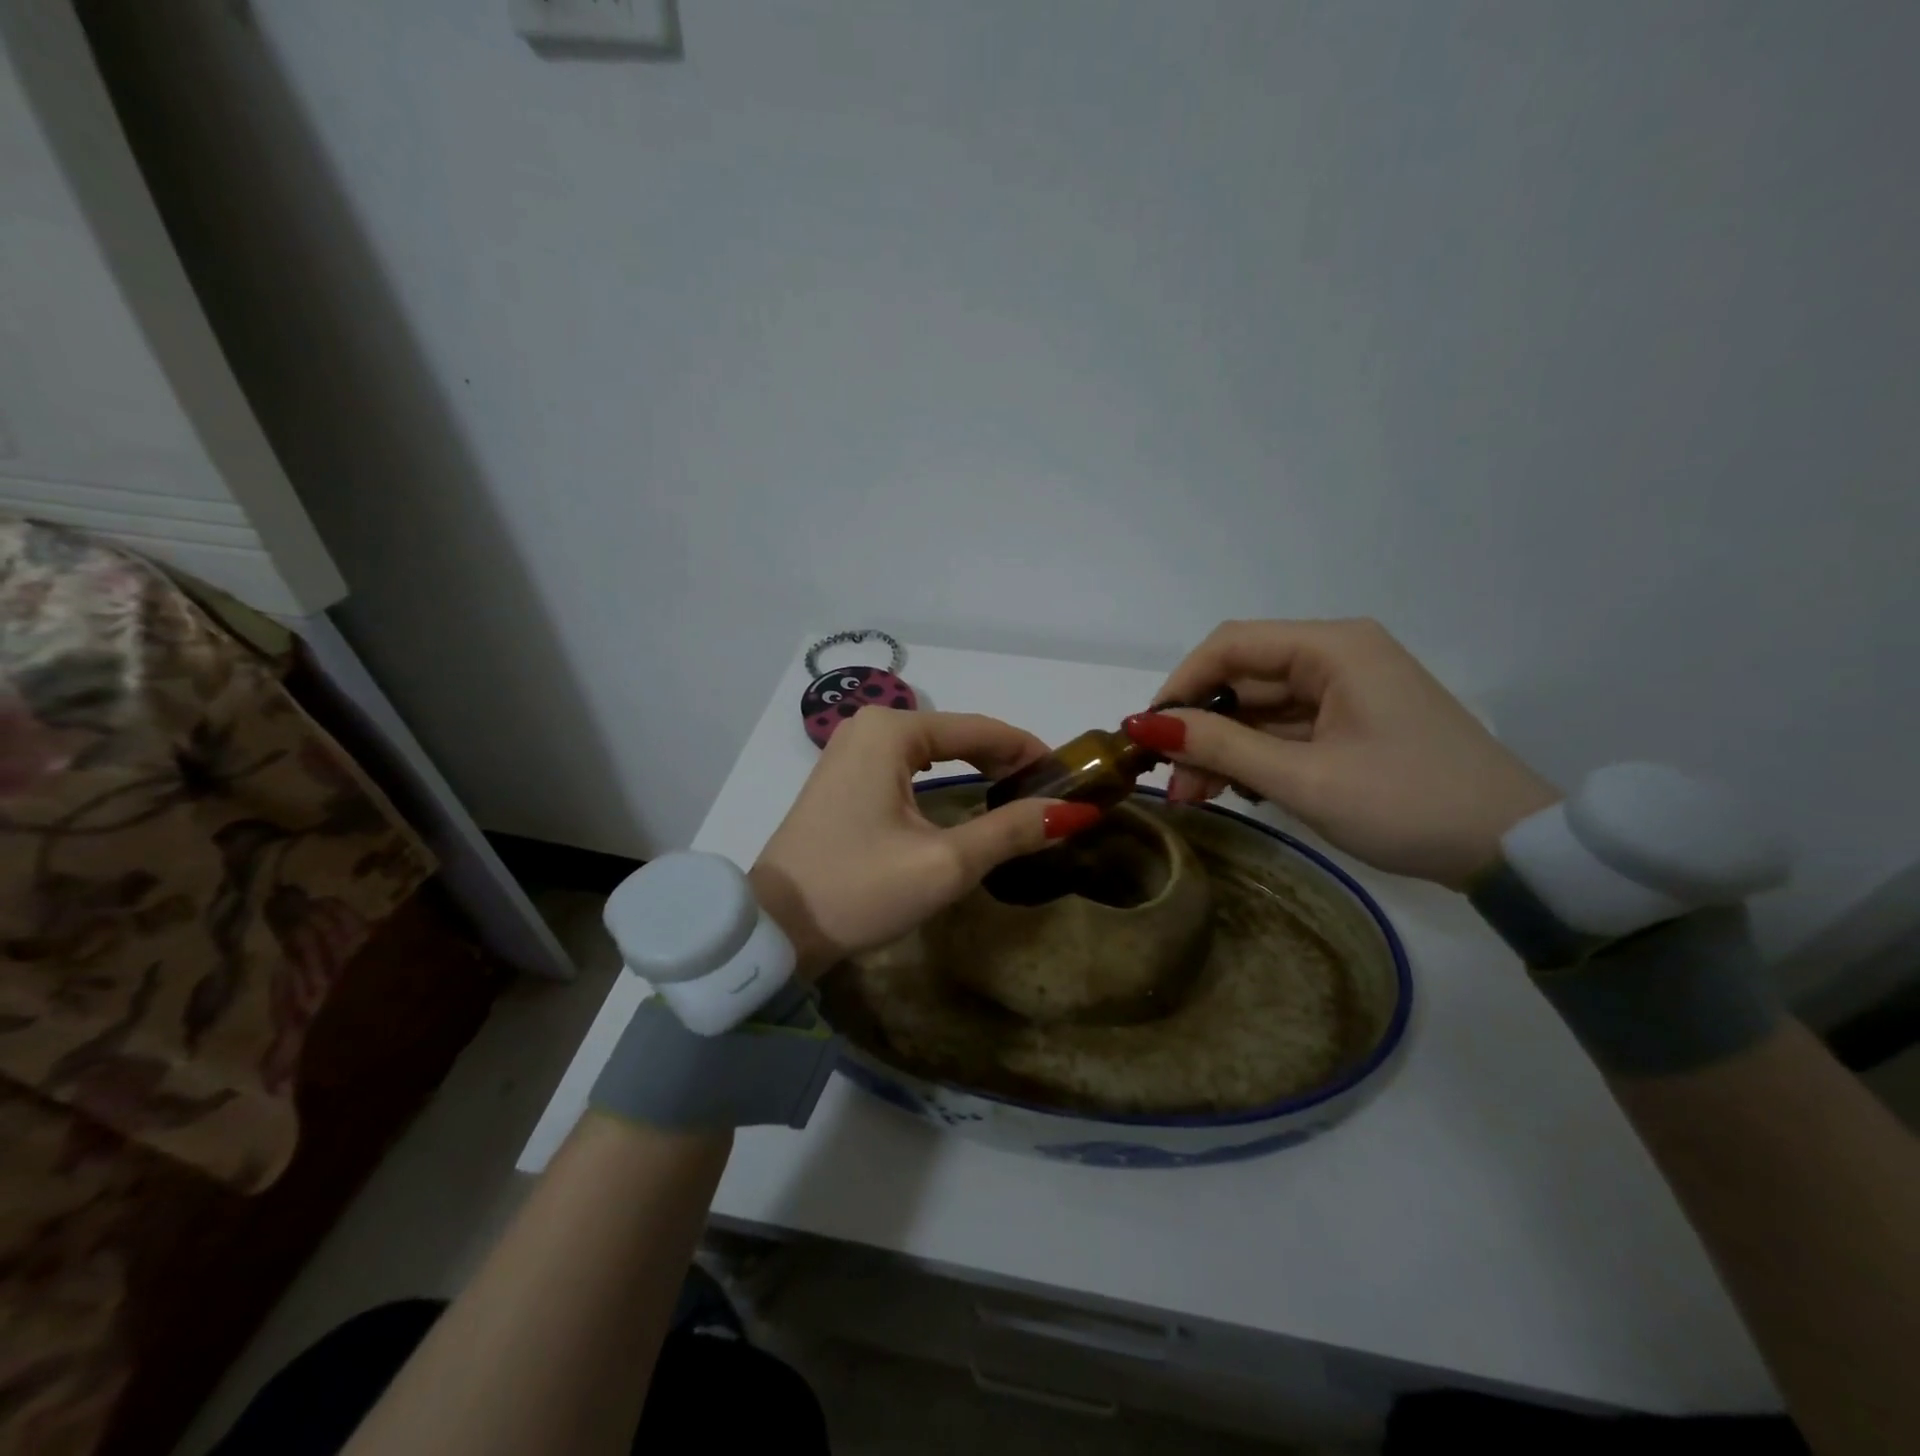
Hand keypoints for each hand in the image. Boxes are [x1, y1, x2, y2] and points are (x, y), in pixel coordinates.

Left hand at [750, 708, 1100, 974]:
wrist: (774, 930)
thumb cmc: (859, 890)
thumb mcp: (944, 863)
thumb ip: (1009, 831)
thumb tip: (1072, 812)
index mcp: (890, 732)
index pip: (979, 728)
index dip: (1028, 750)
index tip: (1068, 776)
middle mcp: (868, 728)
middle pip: (955, 734)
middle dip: (1003, 758)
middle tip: (1048, 791)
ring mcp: (849, 752)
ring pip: (931, 750)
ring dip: (974, 767)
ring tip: (1016, 793)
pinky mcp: (842, 779)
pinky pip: (906, 766)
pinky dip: (941, 778)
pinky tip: (964, 795)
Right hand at [1123, 619, 1559, 888]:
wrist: (1513, 850)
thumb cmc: (1408, 805)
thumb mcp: (1304, 779)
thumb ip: (1220, 747)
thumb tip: (1144, 726)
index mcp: (1333, 648)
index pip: (1231, 645)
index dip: (1180, 684)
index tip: (1148, 734)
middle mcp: (1338, 656)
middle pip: (1243, 678)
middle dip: (1201, 729)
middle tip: (1176, 784)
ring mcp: (1347, 689)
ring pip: (1260, 707)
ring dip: (1225, 748)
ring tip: (1200, 796)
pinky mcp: (1353, 720)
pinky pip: (1286, 728)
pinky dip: (1257, 756)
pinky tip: (1240, 789)